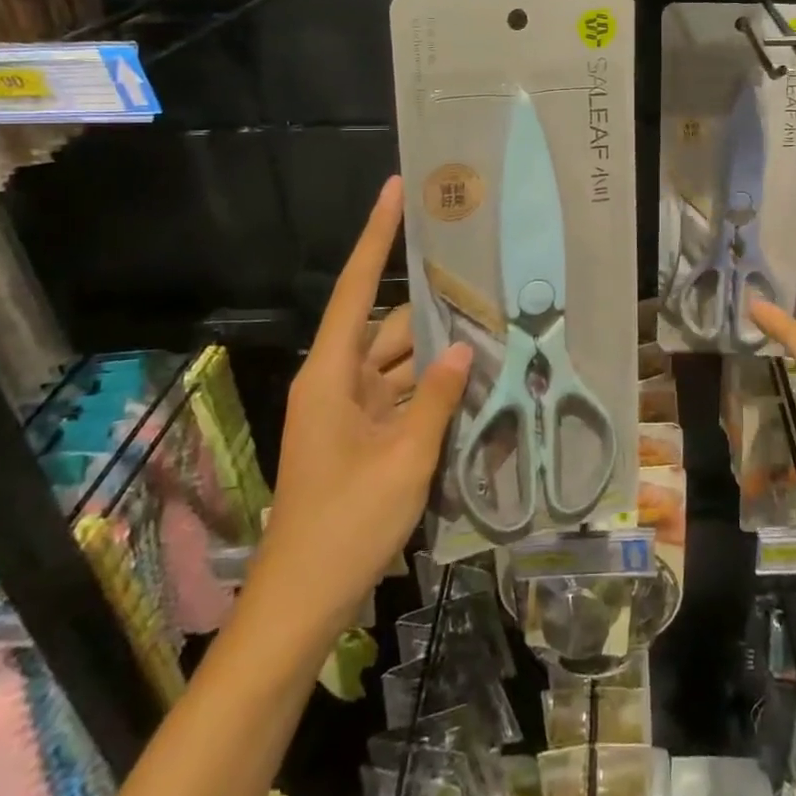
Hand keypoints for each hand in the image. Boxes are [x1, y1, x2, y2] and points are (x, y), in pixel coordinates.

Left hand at [260, 176, 470, 613]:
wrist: (301, 606)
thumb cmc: (345, 526)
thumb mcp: (404, 460)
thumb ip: (436, 398)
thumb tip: (464, 349)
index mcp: (331, 375)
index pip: (355, 288)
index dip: (376, 236)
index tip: (396, 190)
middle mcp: (337, 381)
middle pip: (390, 327)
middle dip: (436, 310)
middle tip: (487, 284)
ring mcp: (350, 411)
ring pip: (401, 363)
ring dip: (439, 355)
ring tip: (494, 332)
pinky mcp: (362, 437)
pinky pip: (402, 396)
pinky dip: (432, 390)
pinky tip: (474, 385)